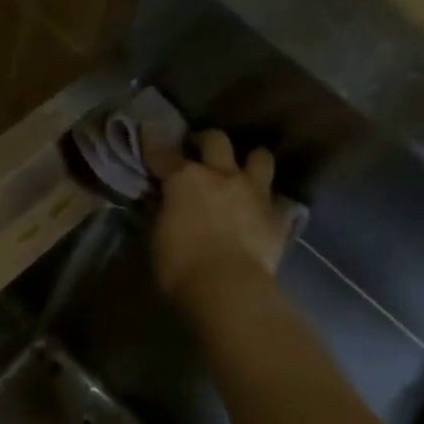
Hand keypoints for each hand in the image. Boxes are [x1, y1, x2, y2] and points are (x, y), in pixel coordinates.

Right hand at [144, 128, 291, 309]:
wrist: (229, 289)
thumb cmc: (180, 266)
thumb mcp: (157, 238)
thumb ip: (159, 211)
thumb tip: (158, 199)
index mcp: (185, 178)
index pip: (162, 153)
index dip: (153, 144)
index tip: (148, 134)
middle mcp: (222, 175)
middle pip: (216, 139)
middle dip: (204, 140)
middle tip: (196, 150)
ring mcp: (254, 192)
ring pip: (259, 157)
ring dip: (248, 160)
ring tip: (239, 171)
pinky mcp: (276, 215)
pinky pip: (274, 197)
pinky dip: (264, 199)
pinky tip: (256, 209)